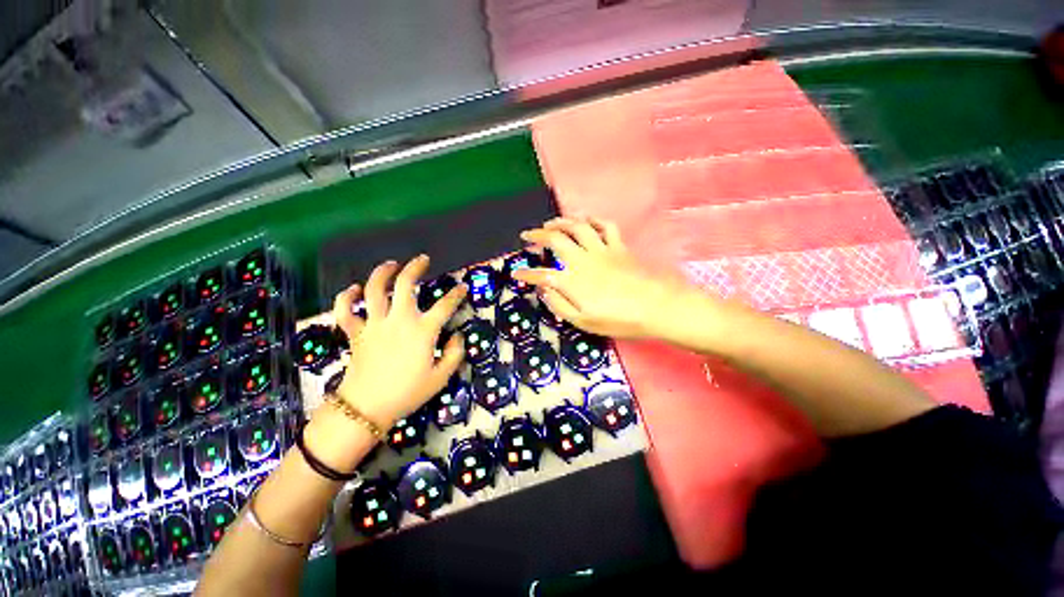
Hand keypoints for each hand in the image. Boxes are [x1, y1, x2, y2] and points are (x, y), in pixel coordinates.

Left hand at [330, 256, 466, 427]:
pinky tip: (353, 289)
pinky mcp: (355, 333)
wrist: (367, 408)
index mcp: (423, 331)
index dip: (457, 294)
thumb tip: (457, 336)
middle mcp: (399, 320)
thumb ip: (455, 354)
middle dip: (415, 267)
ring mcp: (374, 324)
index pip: (445, 305)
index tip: (463, 286)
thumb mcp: (441, 377)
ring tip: (391, 264)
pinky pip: (345, 311)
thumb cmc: (408, 393)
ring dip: (382, 273)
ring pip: (373, 289)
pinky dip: (346, 297)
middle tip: (422, 260)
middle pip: (405, 284)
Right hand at [515, 217, 699, 340]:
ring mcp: (601, 250)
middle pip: (555, 239)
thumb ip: (559, 304)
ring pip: (577, 227)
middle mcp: (582, 260)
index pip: (541, 274)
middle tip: (527, 235)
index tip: (516, 274)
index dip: (525, 274)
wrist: (655, 308)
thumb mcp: (583, 321)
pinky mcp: (618, 247)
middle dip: (537, 235)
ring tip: (550, 223)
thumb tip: (544, 290)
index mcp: (571, 280)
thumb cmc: (618, 319)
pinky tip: (587, 221)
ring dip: (561, 222)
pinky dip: (594, 220)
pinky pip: (605, 226)